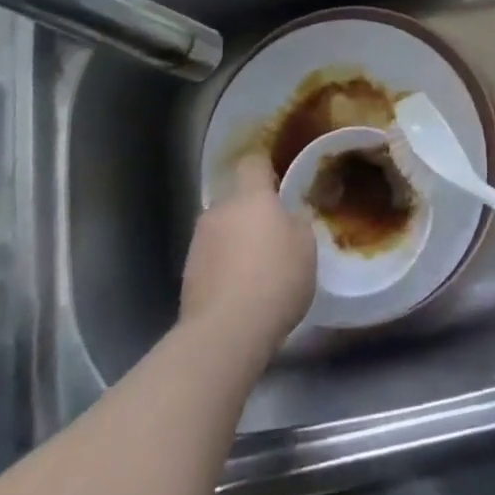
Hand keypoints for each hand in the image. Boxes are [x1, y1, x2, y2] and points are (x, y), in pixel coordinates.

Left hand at [181, 154, 315, 361]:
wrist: (225, 331)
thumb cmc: (275, 279)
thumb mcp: (306, 248)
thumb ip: (298, 223)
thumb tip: (291, 215)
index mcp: (250, 196)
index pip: (253, 163)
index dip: (265, 168)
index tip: (278, 180)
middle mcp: (220, 210)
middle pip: (236, 200)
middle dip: (251, 212)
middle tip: (273, 234)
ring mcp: (199, 241)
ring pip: (222, 229)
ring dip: (236, 240)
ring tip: (255, 268)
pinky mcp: (187, 273)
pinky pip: (212, 257)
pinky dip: (223, 266)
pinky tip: (239, 290)